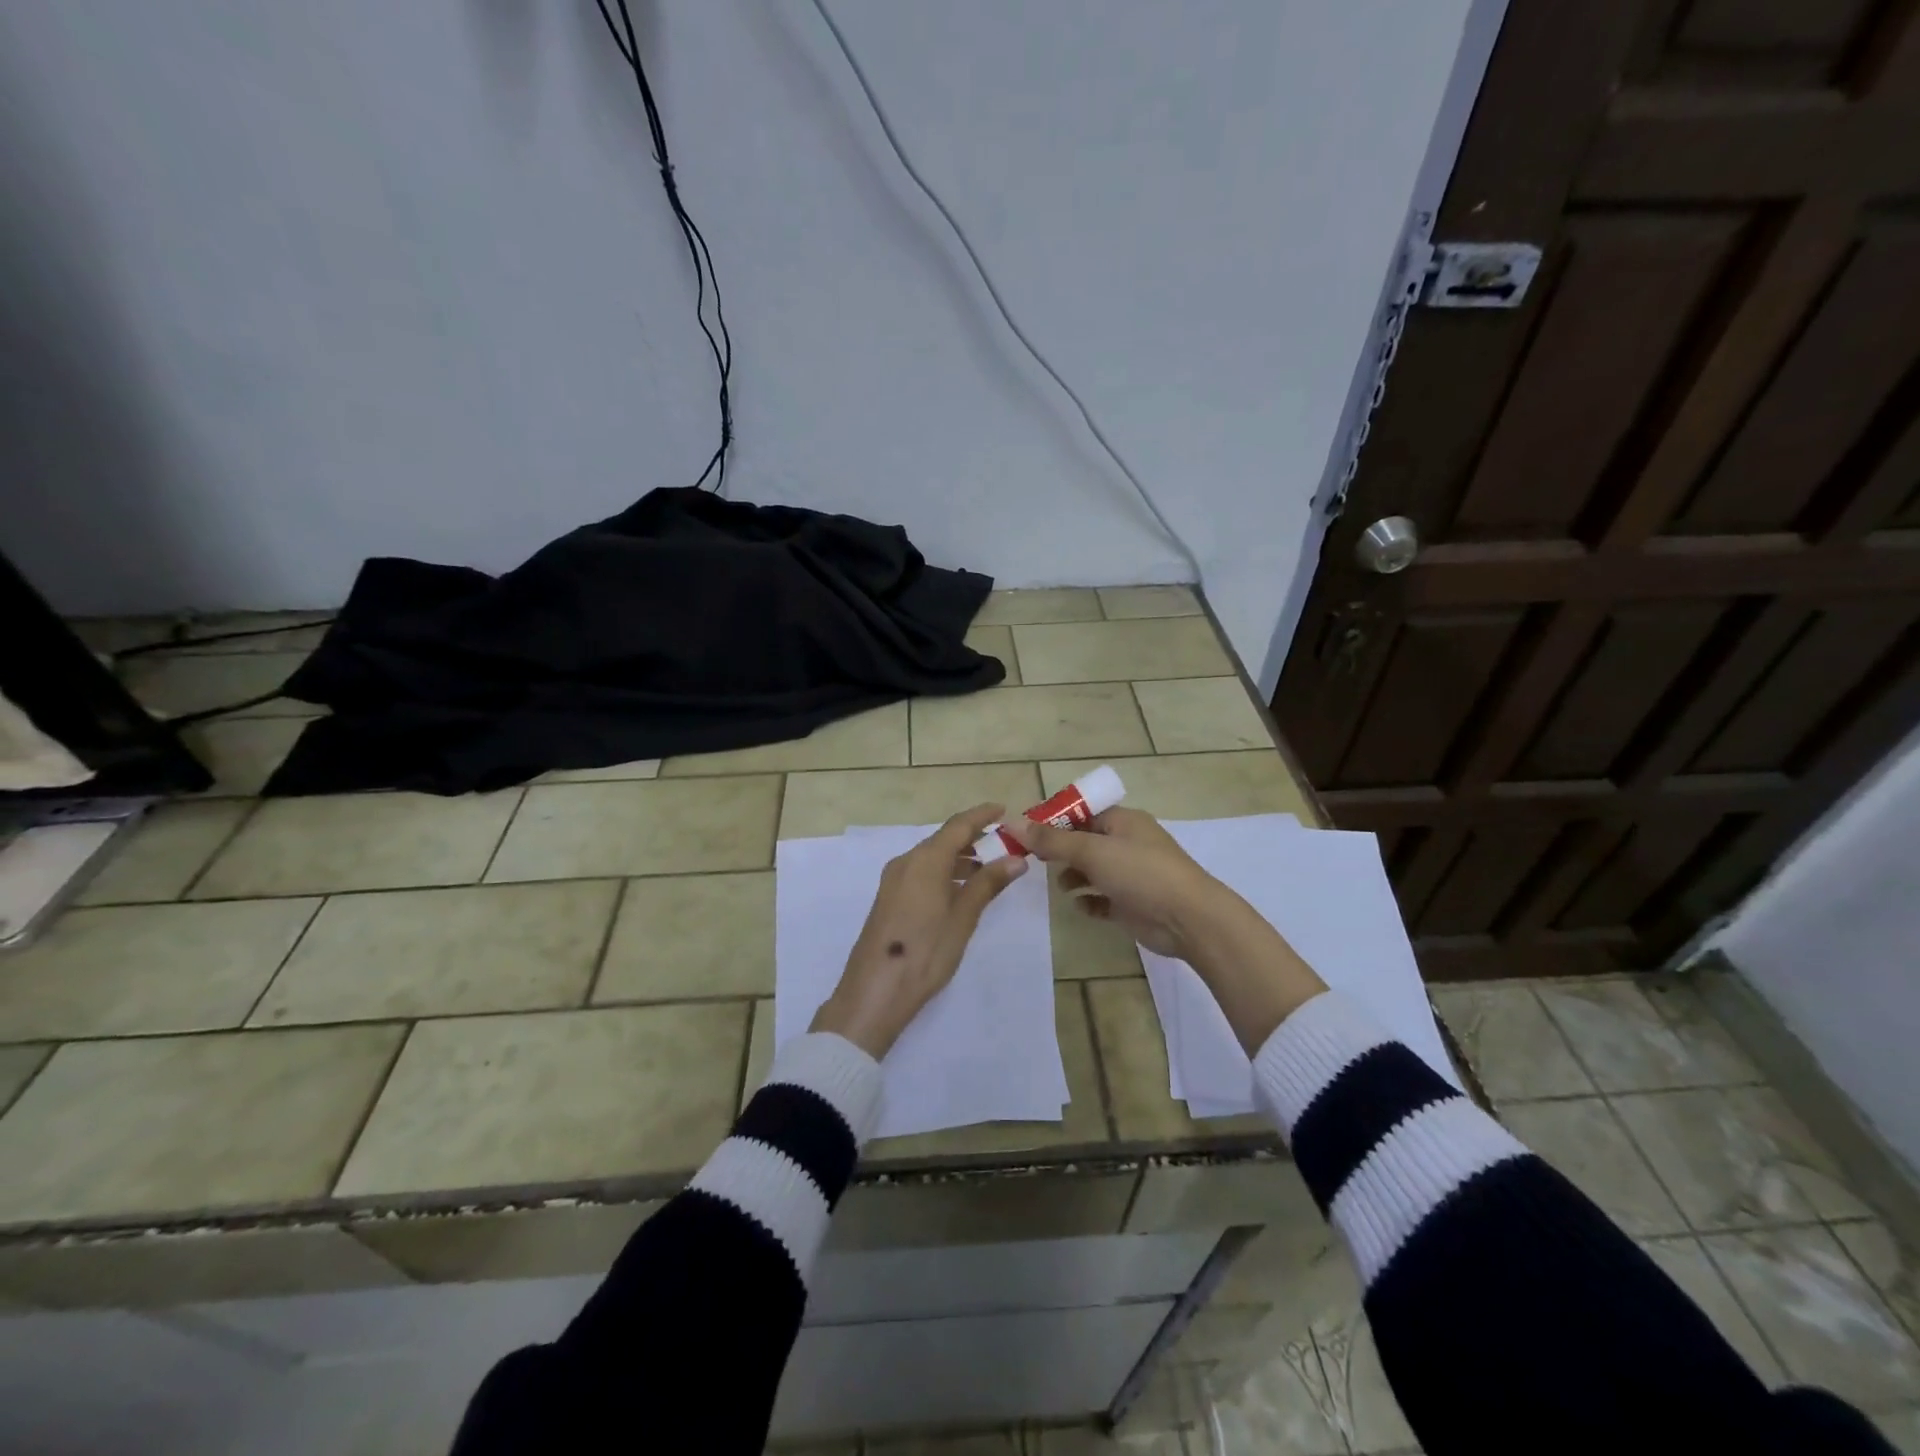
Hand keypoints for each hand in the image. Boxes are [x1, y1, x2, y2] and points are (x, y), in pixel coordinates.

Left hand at [810, 803, 1028, 1059]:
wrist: (874, 992)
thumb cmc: (925, 952)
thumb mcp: (962, 918)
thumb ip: (988, 884)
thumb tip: (1016, 858)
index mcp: (925, 860)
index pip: (958, 825)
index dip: (981, 815)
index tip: (1003, 810)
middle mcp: (906, 861)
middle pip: (943, 839)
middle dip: (972, 837)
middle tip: (1002, 843)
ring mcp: (893, 880)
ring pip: (931, 856)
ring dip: (958, 857)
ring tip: (987, 870)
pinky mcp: (888, 898)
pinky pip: (920, 872)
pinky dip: (943, 872)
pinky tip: (959, 891)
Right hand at [1006, 806, 1327, 1054]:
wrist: (1189, 919)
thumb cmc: (1141, 873)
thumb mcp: (1092, 851)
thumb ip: (1051, 840)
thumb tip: (1012, 822)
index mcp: (1122, 821)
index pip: (1081, 812)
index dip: (1053, 820)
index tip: (1026, 833)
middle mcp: (1127, 843)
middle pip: (1084, 841)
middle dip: (1060, 850)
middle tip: (1033, 861)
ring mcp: (1131, 875)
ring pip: (1092, 870)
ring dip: (1073, 876)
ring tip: (1060, 885)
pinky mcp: (1132, 904)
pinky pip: (1102, 899)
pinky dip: (1089, 901)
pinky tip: (1080, 906)